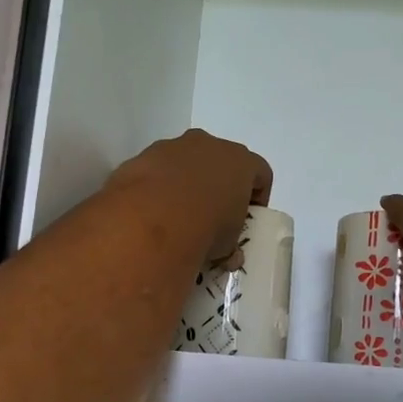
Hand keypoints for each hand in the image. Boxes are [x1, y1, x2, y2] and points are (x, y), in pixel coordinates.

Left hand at [112, 130, 272, 265]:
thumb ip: (232, 245)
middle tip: (215, 214)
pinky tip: (153, 212)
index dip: (257, 196)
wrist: (150, 220)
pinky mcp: (142, 156)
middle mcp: (209, 144)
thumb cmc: (205, 228)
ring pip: (186, 162)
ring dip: (186, 183)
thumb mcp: (228, 244)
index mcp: (240, 161)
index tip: (250, 216)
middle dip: (219, 185)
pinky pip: (157, 170)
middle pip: (221, 161)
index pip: (260, 173)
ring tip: (179, 216)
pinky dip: (158, 186)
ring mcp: (173, 147)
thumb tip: (230, 256)